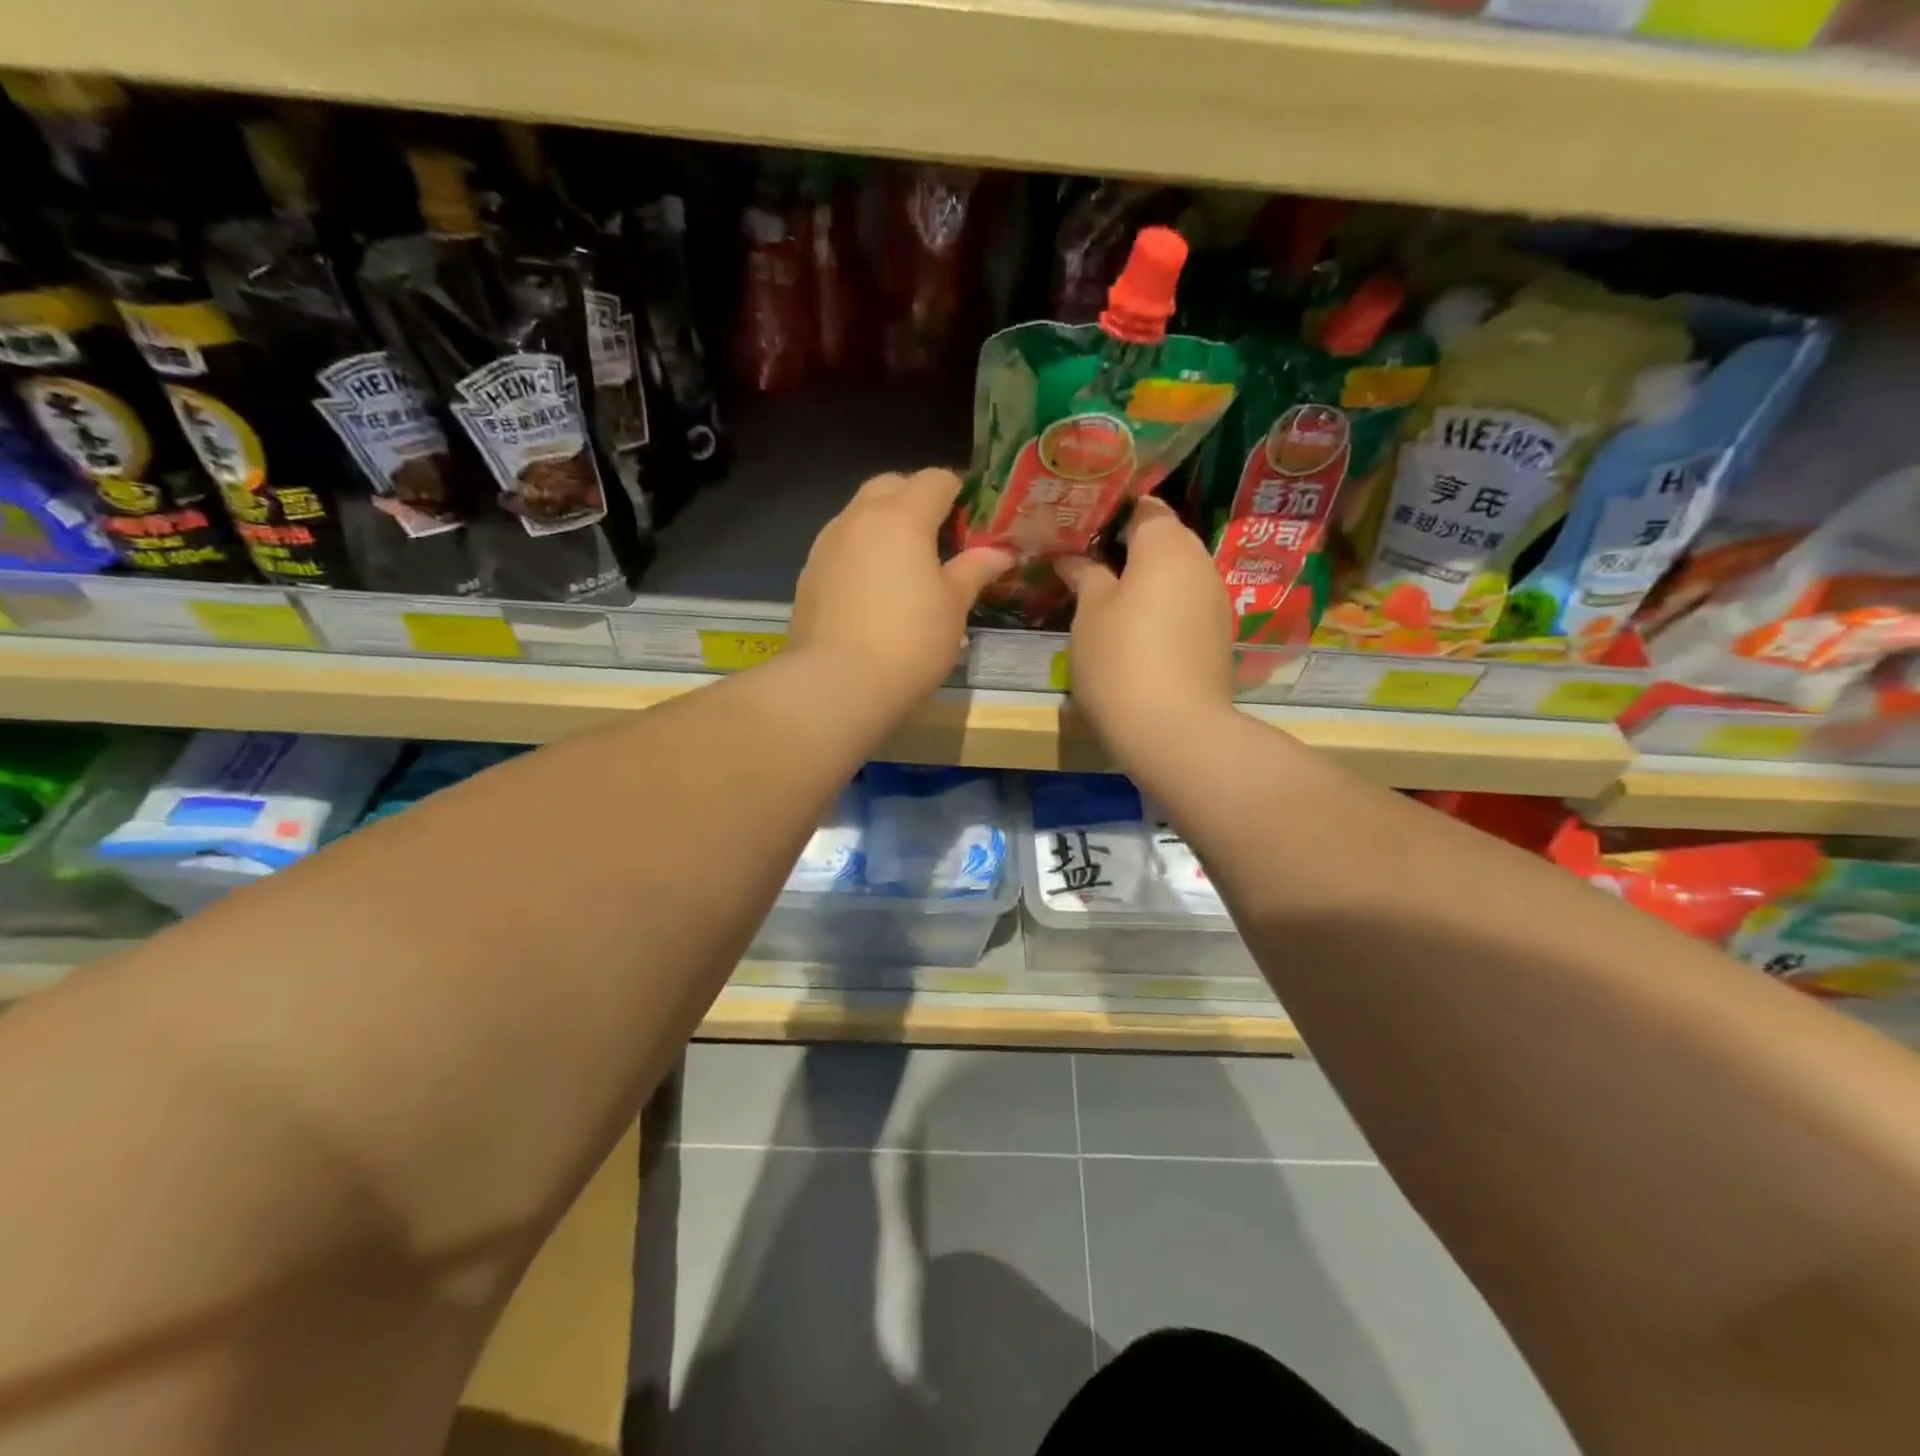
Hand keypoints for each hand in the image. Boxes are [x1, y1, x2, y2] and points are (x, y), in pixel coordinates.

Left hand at [787, 468, 1014, 713]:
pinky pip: (841, 546)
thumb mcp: (953, 607)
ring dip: (884, 525)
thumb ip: (975, 570)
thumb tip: (1001, 552)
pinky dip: (861, 553)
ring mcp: (827, 544)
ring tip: (905, 565)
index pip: (936, 479)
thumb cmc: (910, 640)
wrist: (837, 683)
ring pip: (860, 514)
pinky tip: (873, 591)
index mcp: (902, 516)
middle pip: (890, 486)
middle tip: (939, 538)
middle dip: (916, 500)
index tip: (974, 520)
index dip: (960, 492)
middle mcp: (859, 518)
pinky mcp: (808, 574)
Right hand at [1057, 497, 1234, 771]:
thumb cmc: (1121, 660)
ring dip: (1146, 581)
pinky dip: (1163, 608)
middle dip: (1128, 547)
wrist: (1175, 731)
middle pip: (1164, 539)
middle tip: (1086, 563)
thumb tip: (1074, 557)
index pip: (1144, 506)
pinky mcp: (1219, 637)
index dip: (1112, 512)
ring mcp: (1216, 601)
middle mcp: (1200, 563)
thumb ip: (1086, 576)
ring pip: (1177, 575)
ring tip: (1108, 598)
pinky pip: (1186, 606)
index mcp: (1167, 545)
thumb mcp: (1090, 614)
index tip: (1081, 528)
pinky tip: (1137, 631)